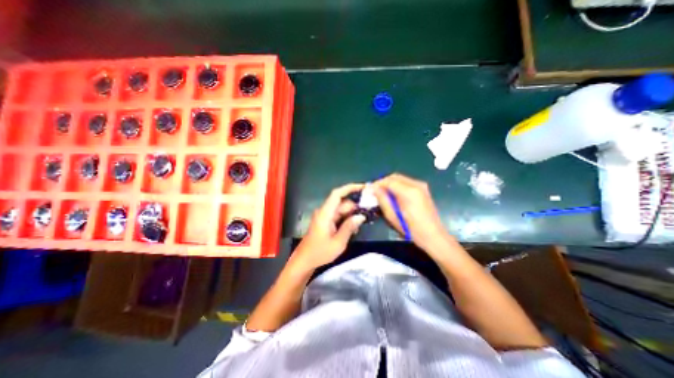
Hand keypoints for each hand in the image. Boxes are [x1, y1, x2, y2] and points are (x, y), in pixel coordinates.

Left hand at [293, 183, 367, 271]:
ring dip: (352, 214)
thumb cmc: (320, 252)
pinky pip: (339, 216)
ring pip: (341, 209)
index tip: (363, 187)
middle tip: (369, 212)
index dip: (350, 188)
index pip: (337, 194)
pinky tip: (354, 229)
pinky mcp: (326, 221)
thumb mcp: (338, 242)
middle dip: (355, 206)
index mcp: (325, 213)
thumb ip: (349, 227)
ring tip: (362, 223)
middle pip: (342, 202)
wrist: (305, 260)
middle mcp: (325, 211)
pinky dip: (347, 219)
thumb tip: (361, 216)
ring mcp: (325, 216)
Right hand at [372, 173, 449, 250]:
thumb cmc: (411, 229)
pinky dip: (397, 186)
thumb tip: (374, 189)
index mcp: (408, 192)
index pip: (389, 181)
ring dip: (390, 184)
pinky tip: (394, 195)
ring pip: (400, 179)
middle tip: (375, 191)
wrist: (433, 236)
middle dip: (383, 182)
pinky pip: (406, 182)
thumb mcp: (393, 216)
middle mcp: (416, 184)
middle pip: (395, 177)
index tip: (370, 190)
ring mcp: (421, 186)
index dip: (377, 184)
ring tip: (383, 194)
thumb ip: (383, 200)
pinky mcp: (423, 189)